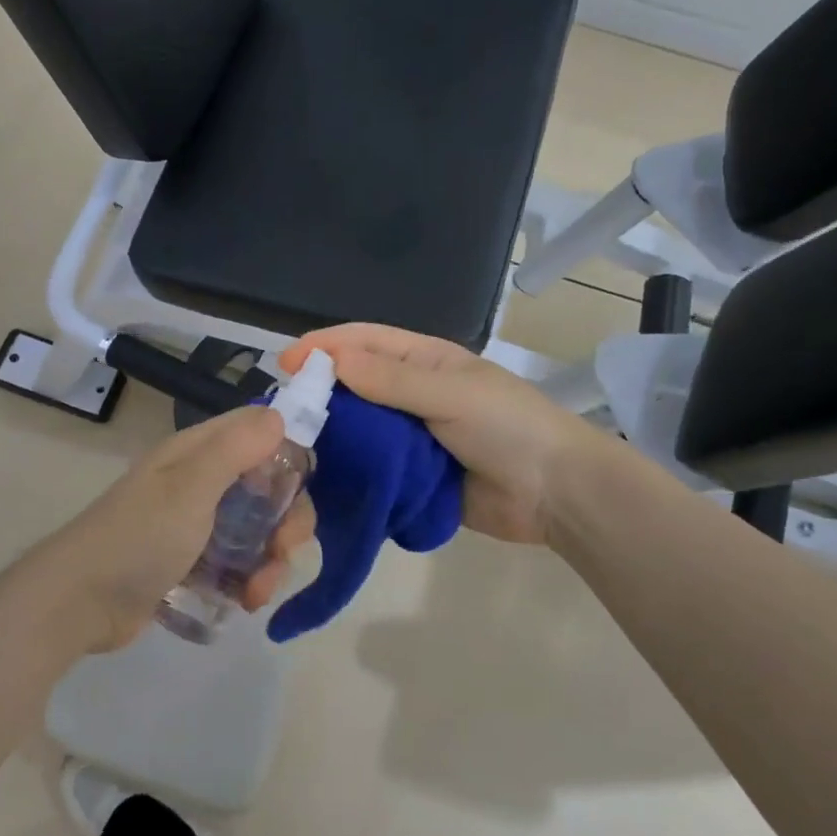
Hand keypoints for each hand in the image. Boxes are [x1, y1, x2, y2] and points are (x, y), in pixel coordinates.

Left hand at [48, 406, 317, 651]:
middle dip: (286, 518)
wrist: (79, 602)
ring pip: (257, 529)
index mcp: (199, 453)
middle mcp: (201, 481)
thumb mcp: (190, 488)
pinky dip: (249, 579)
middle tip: (284, 548)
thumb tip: (278, 416)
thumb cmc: (139, 537)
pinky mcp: (193, 563)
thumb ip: (235, 449)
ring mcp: (197, 524)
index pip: (259, 433)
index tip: (300, 488)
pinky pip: (238, 562)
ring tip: (258, 591)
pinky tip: (246, 602)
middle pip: (266, 486)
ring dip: (270, 558)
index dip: (287, 454)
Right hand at [280, 324, 595, 544]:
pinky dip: (349, 471)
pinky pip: (372, 468)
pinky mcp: (411, 476)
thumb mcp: (450, 393)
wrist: (555, 493)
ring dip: (330, 434)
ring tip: (290, 447)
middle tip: (281, 411)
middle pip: (355, 385)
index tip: (285, 363)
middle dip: (319, 392)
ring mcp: (411, 437)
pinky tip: (319, 479)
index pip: (364, 342)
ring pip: (359, 429)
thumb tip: (331, 361)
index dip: (324, 347)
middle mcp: (412, 394)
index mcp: (425, 361)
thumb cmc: (507, 426)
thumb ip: (391, 379)